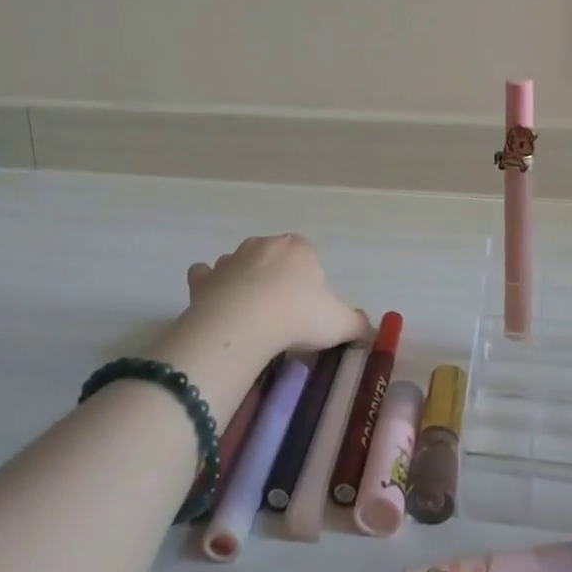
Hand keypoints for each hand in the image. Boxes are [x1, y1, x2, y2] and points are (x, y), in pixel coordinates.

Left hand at [181, 235, 366, 361]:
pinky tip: (214, 303)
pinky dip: (209, 285)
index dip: (309, 280)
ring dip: (243, 281)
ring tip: (250, 315)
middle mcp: (263, 245)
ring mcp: (230, 260)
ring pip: (240, 264)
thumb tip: (366, 326)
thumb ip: (356, 322)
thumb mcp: (340, 322)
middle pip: (273, 257)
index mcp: (298, 248)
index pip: (307, 255)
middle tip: (282, 313)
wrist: (245, 324)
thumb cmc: (298, 315)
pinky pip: (205, 276)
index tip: (309, 308)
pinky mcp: (204, 280)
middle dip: (276, 277)